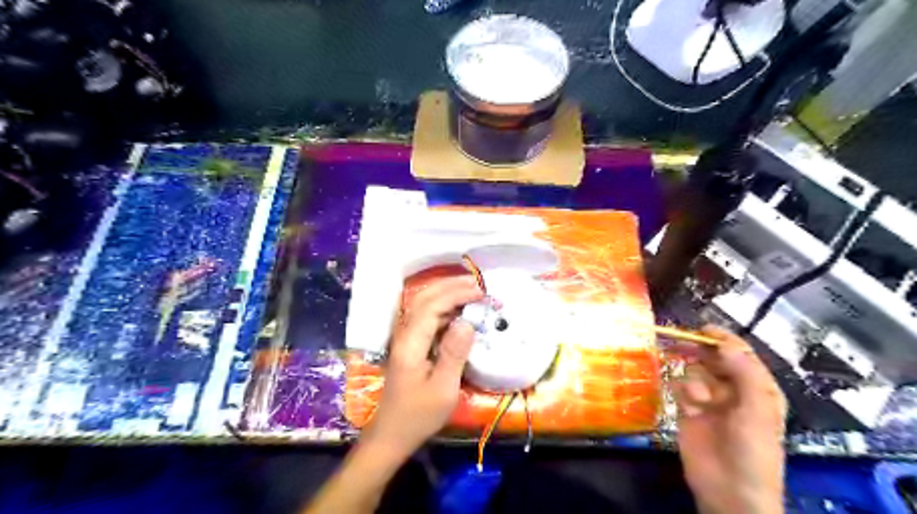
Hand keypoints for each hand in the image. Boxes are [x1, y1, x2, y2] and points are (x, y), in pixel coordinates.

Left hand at [360, 276, 481, 462]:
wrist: (392, 434)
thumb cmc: (418, 415)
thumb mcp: (443, 388)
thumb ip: (454, 353)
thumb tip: (467, 322)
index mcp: (411, 343)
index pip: (431, 306)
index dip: (456, 294)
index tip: (480, 292)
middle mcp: (405, 335)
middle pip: (423, 298)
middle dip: (449, 286)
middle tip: (476, 283)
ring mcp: (405, 339)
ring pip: (423, 305)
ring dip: (446, 294)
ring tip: (471, 291)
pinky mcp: (410, 346)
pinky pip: (426, 318)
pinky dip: (443, 308)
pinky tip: (458, 312)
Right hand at [672, 325, 788, 512]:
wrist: (729, 488)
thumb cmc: (753, 449)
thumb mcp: (757, 410)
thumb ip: (743, 373)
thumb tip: (724, 344)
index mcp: (757, 387)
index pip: (740, 354)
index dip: (723, 339)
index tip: (703, 328)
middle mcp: (733, 388)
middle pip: (713, 358)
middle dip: (701, 351)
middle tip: (683, 343)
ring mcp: (709, 399)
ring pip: (694, 370)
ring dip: (695, 379)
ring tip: (700, 399)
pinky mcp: (688, 408)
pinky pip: (680, 386)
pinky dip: (683, 390)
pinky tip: (689, 405)